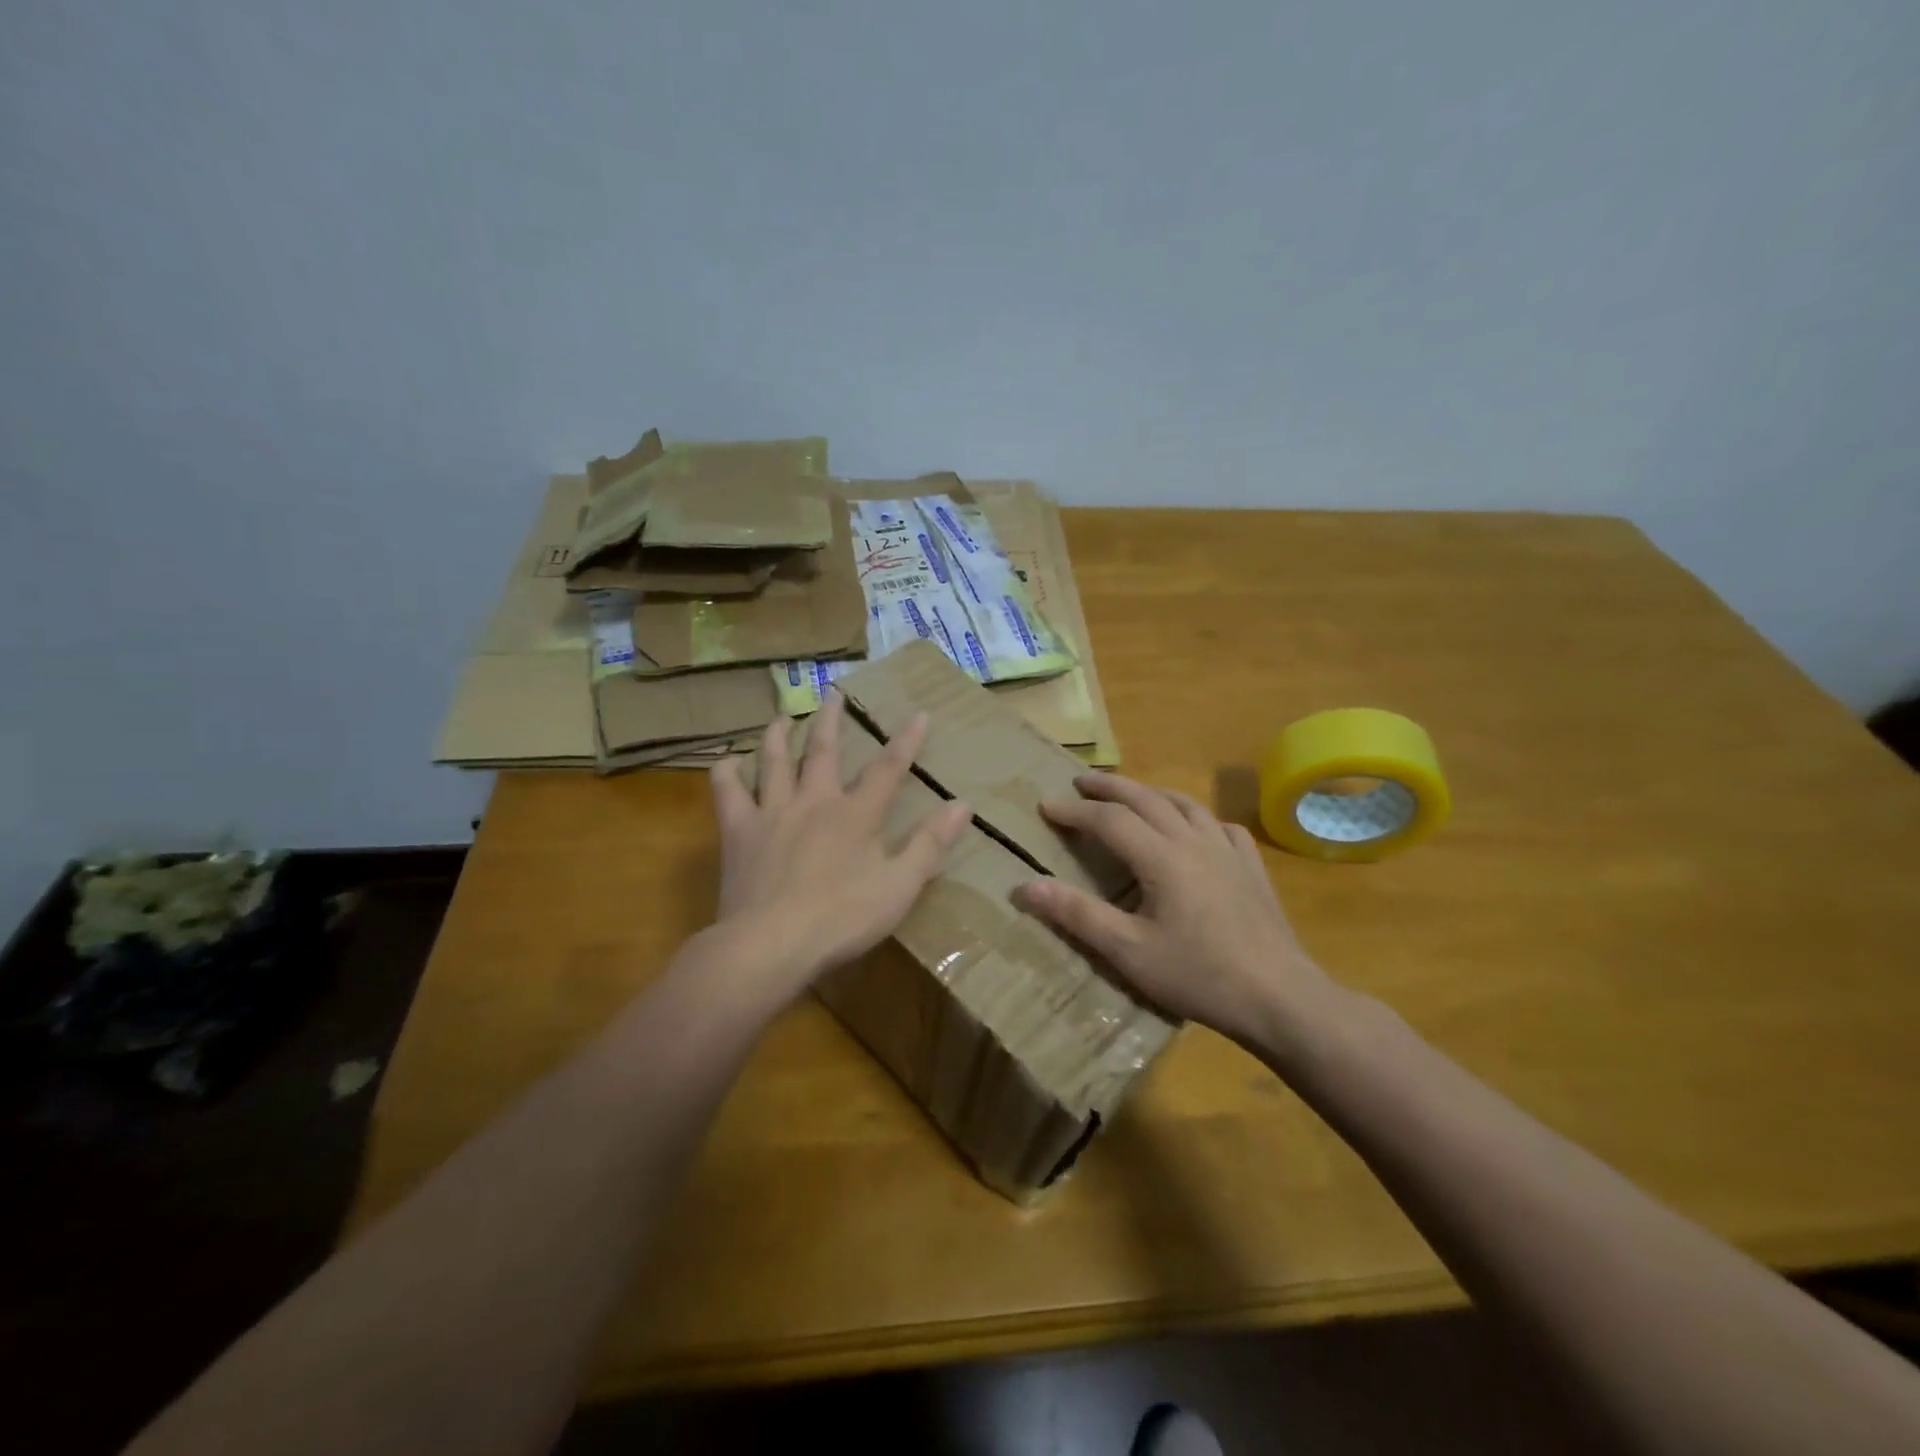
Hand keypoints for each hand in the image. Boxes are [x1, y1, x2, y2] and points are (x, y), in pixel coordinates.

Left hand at [708, 691, 972, 998]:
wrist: (771, 943)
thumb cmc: (842, 918)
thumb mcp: (900, 886)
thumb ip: (930, 844)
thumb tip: (962, 805)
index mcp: (856, 814)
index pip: (888, 769)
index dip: (906, 741)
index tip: (919, 714)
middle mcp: (814, 801)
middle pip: (824, 751)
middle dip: (833, 721)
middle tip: (834, 694)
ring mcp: (772, 813)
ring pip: (774, 761)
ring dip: (780, 735)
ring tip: (783, 717)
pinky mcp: (738, 832)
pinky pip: (727, 792)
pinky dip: (726, 773)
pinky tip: (728, 763)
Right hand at [1012, 773, 1336, 1049]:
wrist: (1279, 997)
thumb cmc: (1199, 975)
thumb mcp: (1128, 951)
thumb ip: (1077, 915)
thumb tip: (1026, 886)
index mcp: (1162, 857)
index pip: (1109, 819)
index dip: (1074, 810)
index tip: (1045, 806)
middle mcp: (1194, 840)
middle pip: (1145, 798)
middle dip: (1109, 786)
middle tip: (1081, 781)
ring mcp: (1228, 850)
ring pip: (1184, 804)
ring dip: (1151, 793)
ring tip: (1131, 795)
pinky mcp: (1252, 867)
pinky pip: (1220, 826)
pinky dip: (1197, 818)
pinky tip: (1196, 830)